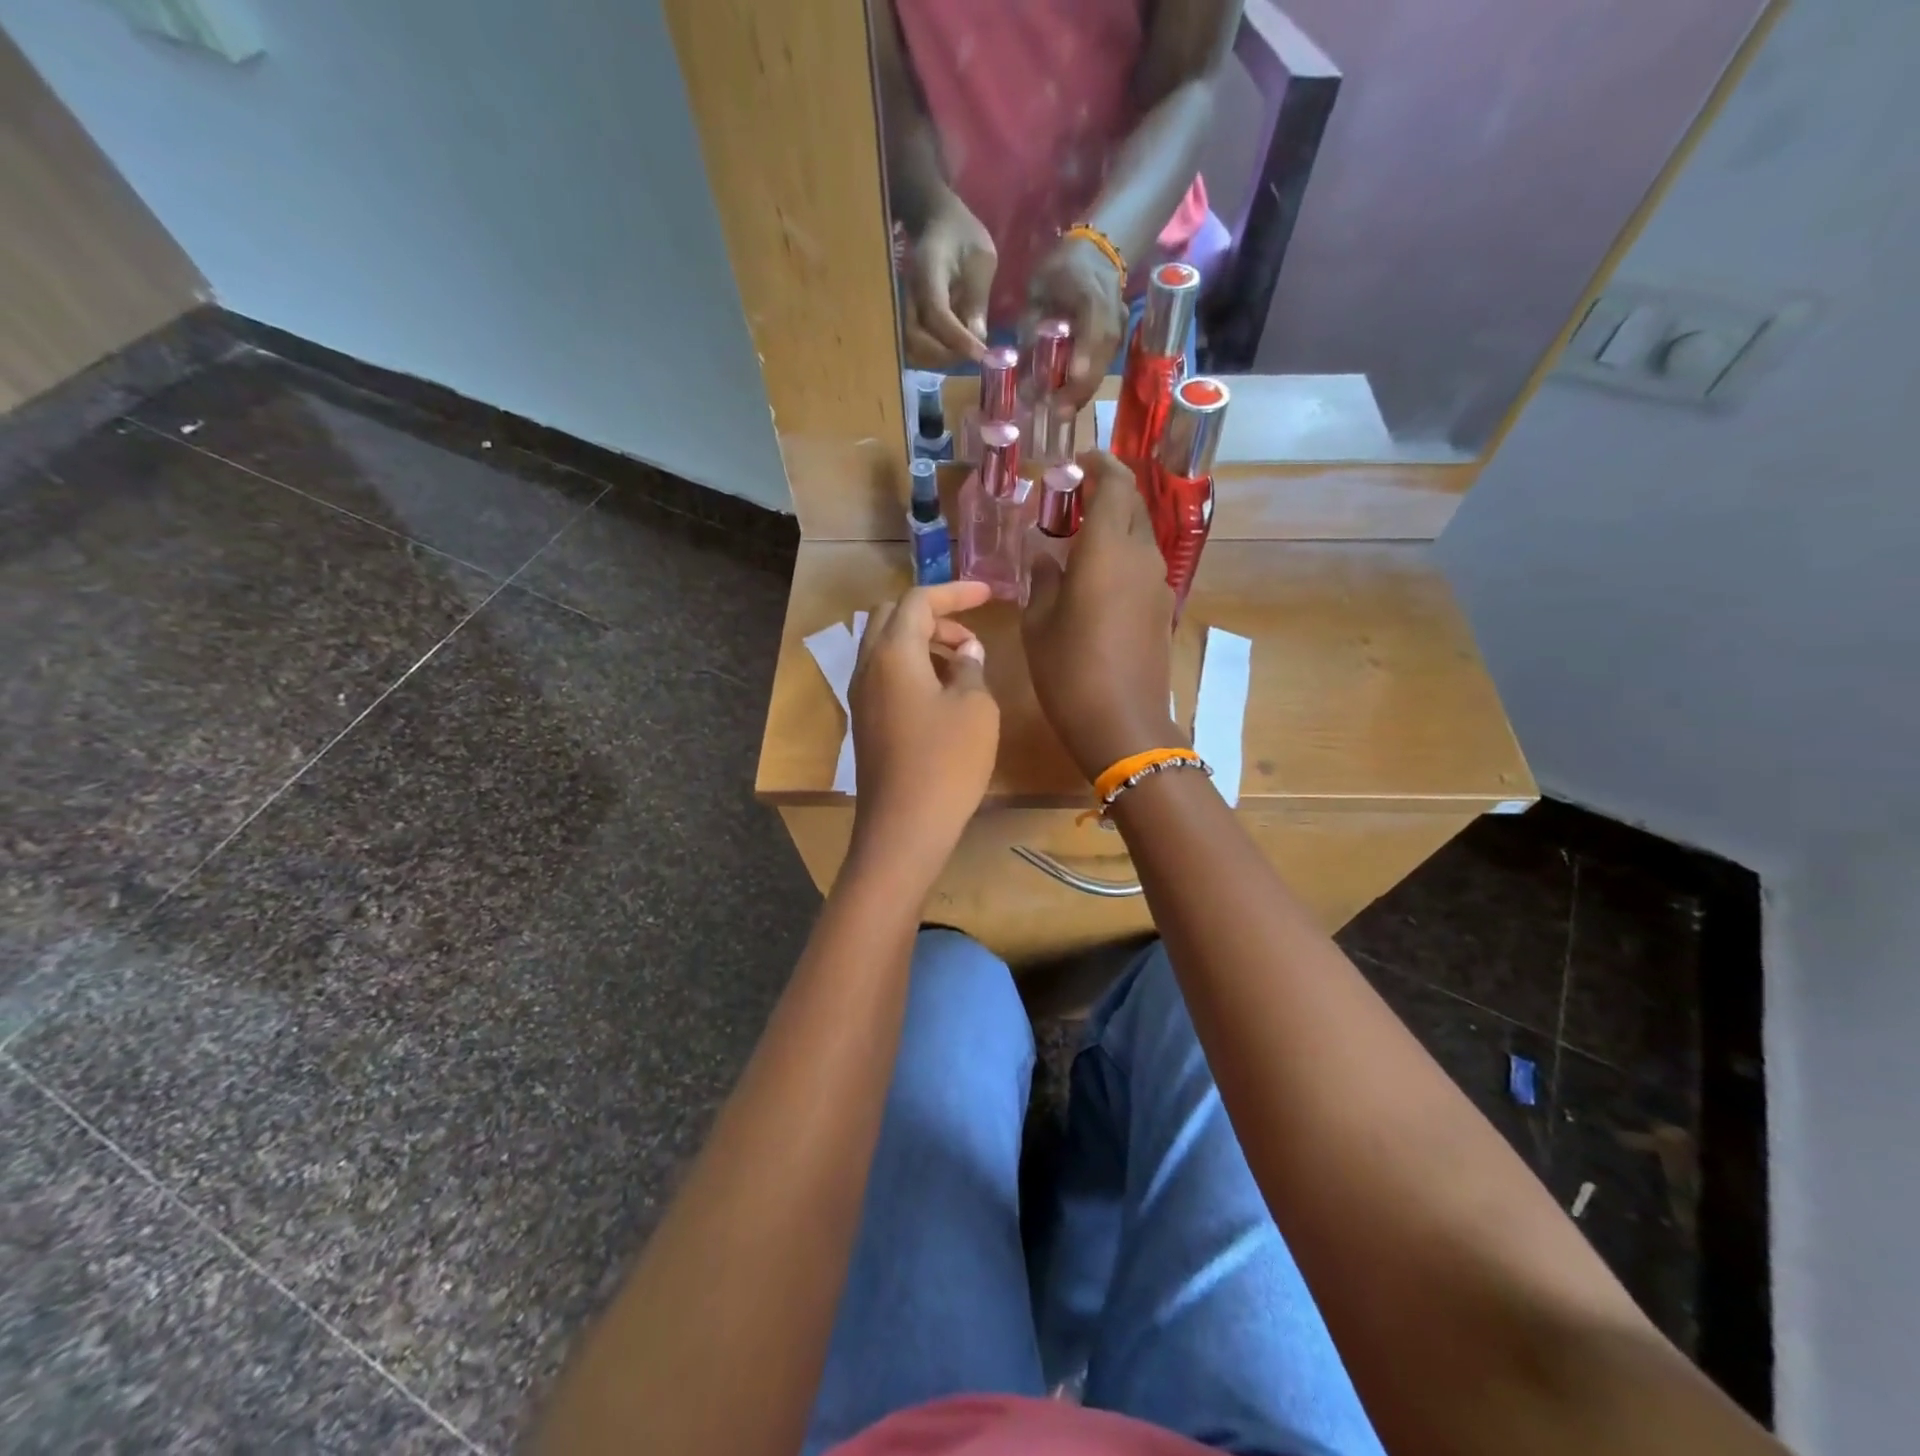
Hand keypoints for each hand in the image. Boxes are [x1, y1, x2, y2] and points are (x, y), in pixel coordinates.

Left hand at [848, 580, 999, 877]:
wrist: (904, 827)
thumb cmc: (946, 762)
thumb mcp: (974, 707)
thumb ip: (970, 667)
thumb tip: (964, 652)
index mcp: (893, 652)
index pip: (918, 600)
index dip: (955, 592)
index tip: (989, 595)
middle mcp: (868, 666)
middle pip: (892, 617)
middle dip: (933, 616)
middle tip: (969, 635)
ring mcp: (861, 696)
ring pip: (886, 647)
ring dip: (922, 643)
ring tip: (961, 664)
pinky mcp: (864, 722)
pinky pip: (885, 676)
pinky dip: (912, 668)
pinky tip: (942, 694)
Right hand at [902, 193, 995, 368]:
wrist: (938, 223)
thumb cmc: (964, 237)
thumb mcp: (981, 260)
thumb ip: (977, 298)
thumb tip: (977, 339)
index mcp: (927, 272)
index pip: (937, 314)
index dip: (959, 339)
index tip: (982, 355)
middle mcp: (907, 293)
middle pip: (916, 341)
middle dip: (947, 356)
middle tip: (974, 356)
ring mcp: (902, 307)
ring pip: (912, 350)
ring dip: (939, 360)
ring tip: (964, 353)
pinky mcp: (904, 318)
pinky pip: (914, 347)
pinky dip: (933, 357)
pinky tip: (953, 350)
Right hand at [1022, 451, 1182, 779]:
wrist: (1123, 723)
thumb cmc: (1070, 670)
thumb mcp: (1039, 623)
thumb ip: (1042, 578)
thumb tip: (1045, 555)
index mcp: (1109, 549)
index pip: (1115, 483)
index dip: (1099, 464)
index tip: (1074, 463)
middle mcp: (1141, 557)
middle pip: (1133, 505)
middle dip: (1106, 492)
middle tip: (1070, 502)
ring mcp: (1158, 584)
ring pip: (1140, 536)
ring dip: (1115, 526)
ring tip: (1077, 540)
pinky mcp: (1162, 609)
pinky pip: (1142, 566)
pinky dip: (1121, 556)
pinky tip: (1095, 579)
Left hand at [1025, 236, 1126, 408]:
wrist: (1097, 253)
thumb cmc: (1059, 270)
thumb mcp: (1037, 291)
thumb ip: (1030, 330)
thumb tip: (1021, 377)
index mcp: (1091, 295)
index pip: (1091, 334)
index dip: (1078, 365)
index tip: (1062, 391)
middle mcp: (1113, 315)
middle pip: (1100, 361)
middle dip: (1078, 391)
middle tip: (1056, 414)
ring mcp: (1120, 329)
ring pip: (1103, 369)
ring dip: (1082, 393)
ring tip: (1060, 413)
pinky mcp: (1119, 341)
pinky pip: (1103, 368)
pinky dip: (1086, 385)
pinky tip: (1070, 399)